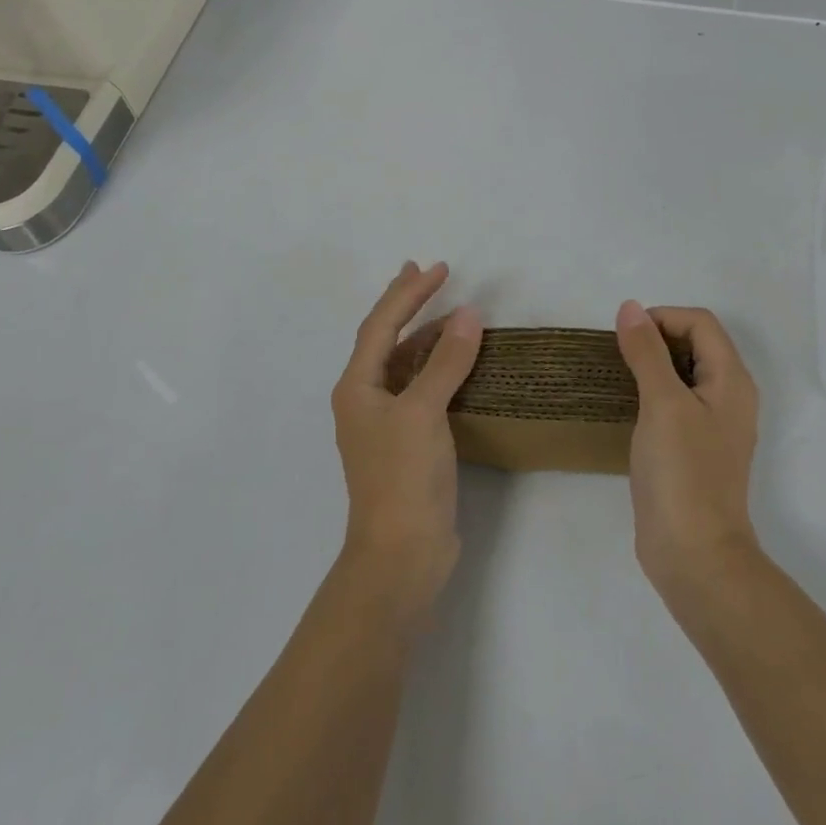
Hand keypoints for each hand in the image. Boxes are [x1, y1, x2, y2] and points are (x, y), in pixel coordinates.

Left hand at [331, 261, 483, 616]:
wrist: (401, 556)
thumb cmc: (403, 477)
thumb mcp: (424, 412)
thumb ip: (446, 361)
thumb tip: (468, 314)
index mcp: (357, 386)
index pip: (382, 324)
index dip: (408, 292)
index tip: (439, 268)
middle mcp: (364, 398)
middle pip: (385, 338)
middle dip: (406, 304)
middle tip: (429, 273)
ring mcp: (384, 422)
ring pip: (404, 363)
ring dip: (425, 336)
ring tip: (451, 312)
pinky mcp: (406, 443)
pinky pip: (420, 388)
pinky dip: (436, 367)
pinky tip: (457, 362)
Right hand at [615, 301, 760, 597]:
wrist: (694, 556)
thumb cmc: (683, 473)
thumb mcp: (662, 403)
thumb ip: (647, 352)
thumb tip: (630, 307)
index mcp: (731, 381)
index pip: (700, 323)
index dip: (663, 318)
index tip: (626, 337)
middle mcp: (728, 397)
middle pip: (694, 344)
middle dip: (655, 339)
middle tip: (619, 356)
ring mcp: (712, 425)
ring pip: (682, 373)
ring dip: (650, 365)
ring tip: (616, 376)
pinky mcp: (693, 448)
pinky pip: (673, 402)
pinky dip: (650, 393)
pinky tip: (625, 407)